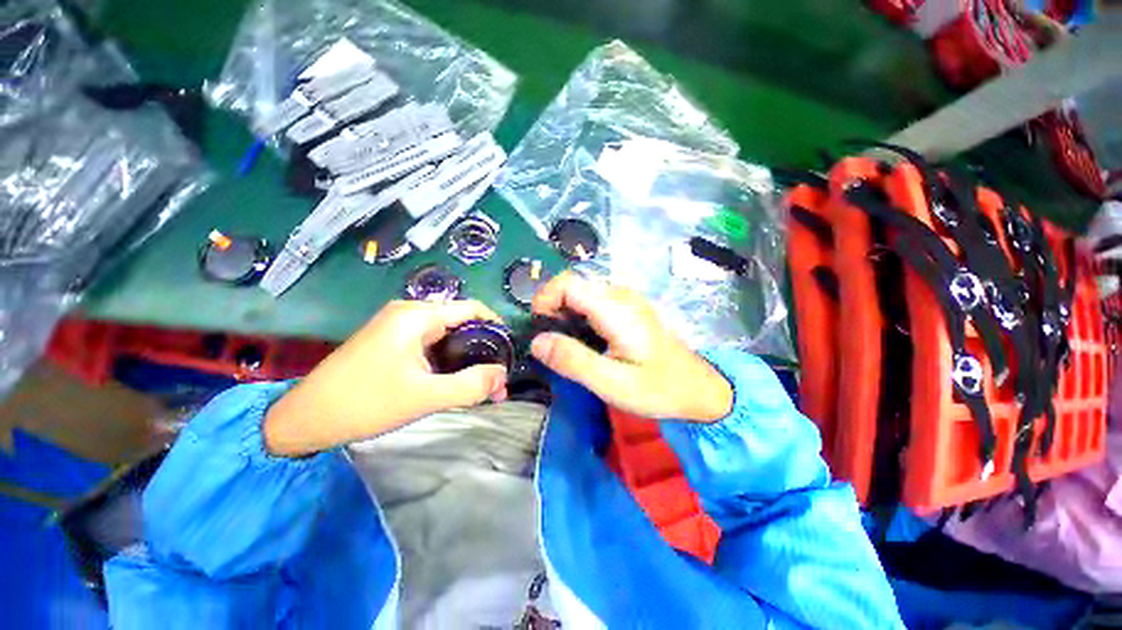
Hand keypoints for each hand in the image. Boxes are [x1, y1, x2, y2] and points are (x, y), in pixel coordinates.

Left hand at [264, 300, 507, 455]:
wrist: (304, 419)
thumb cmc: (364, 403)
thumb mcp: (423, 397)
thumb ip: (470, 386)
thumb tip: (502, 375)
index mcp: (417, 316)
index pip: (472, 309)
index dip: (496, 327)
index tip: (509, 353)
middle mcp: (409, 313)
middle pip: (461, 324)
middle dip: (483, 351)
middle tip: (495, 381)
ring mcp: (398, 327)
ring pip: (447, 337)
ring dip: (466, 360)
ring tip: (479, 386)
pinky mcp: (391, 342)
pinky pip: (431, 346)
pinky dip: (448, 362)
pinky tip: (453, 383)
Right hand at [530, 272, 732, 422]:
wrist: (698, 389)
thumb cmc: (658, 388)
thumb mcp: (612, 383)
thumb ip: (573, 360)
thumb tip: (536, 341)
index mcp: (615, 308)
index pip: (567, 283)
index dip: (544, 300)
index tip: (539, 330)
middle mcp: (620, 295)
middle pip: (572, 285)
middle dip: (553, 309)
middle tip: (552, 344)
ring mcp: (626, 299)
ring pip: (581, 293)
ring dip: (565, 314)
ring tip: (566, 346)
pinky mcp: (628, 309)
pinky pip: (593, 303)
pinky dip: (579, 317)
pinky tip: (585, 342)